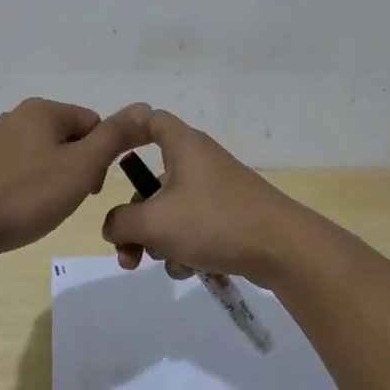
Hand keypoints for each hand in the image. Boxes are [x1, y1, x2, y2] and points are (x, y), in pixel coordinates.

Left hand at [0, 98, 151, 261]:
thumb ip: (115, 136)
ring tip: (44, 210)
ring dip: (54, 181)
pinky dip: (29, 189)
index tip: (90, 188)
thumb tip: (146, 107)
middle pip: (70, 138)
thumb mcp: (81, 167)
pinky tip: (21, 211)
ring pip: (45, 156)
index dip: (102, 157)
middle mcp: (17, 116)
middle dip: (78, 169)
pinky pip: (20, 171)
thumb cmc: (25, 195)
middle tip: (68, 201)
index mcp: (43, 110)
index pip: (94, 123)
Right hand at [100, 110, 312, 284]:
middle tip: (129, 252)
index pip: (149, 120)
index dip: (126, 131)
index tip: (108, 156)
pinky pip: (194, 228)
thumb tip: (113, 226)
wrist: (282, 248)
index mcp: (183, 145)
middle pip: (153, 182)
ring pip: (172, 211)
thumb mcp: (155, 222)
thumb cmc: (213, 221)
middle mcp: (199, 161)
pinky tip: (192, 269)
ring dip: (161, 241)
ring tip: (169, 263)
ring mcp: (216, 189)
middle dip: (136, 221)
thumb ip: (121, 222)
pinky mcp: (230, 216)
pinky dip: (186, 248)